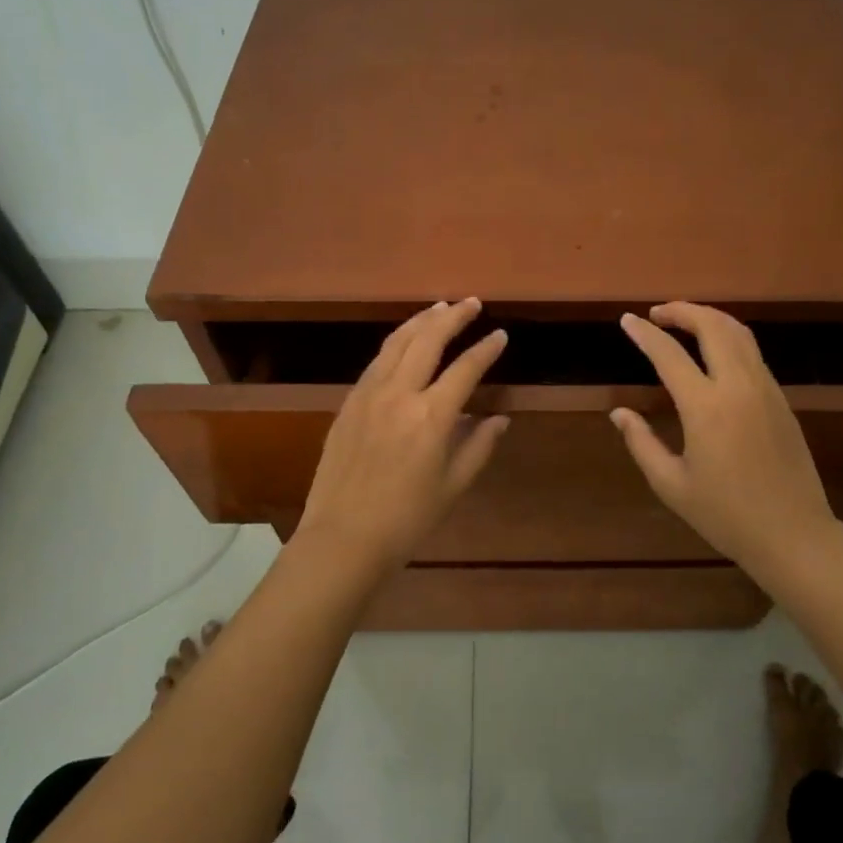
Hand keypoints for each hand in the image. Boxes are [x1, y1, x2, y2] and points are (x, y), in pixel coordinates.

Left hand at [295, 298, 510, 577]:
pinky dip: (396, 342)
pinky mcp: (348, 403)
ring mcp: (368, 395)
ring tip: (440, 308)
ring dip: (421, 321)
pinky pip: (376, 361)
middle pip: (428, 340)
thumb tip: (499, 418)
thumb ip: (478, 446)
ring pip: (396, 342)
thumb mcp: (453, 486)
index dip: (485, 349)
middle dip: (453, 317)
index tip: (500, 335)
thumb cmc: (406, 519)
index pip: (465, 369)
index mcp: (431, 417)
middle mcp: (399, 395)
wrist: (342, 538)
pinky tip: (404, 341)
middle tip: (472, 303)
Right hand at [611, 302, 842, 578]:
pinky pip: (752, 352)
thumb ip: (642, 443)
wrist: (793, 534)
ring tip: (684, 322)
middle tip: (657, 314)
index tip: (627, 320)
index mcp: (706, 408)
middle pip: (712, 326)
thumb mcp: (672, 485)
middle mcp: (738, 386)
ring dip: (708, 318)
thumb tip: (619, 413)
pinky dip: (728, 337)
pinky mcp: (781, 399)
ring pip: (738, 333)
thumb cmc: (726, 515)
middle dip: (682, 310)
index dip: (645, 334)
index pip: (669, 355)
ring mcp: (765, 389)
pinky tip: (714, 351)